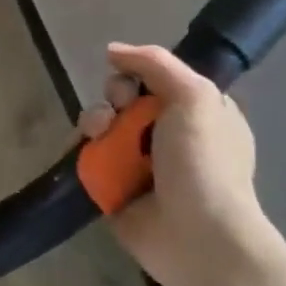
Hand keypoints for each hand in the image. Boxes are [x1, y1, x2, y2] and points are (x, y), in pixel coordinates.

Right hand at [77, 44, 267, 285]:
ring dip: (95, 122)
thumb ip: (155, 63)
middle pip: (124, 99)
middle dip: (113, 98)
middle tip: (119, 112)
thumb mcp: (195, 96)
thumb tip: (112, 50)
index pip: (157, 80)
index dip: (138, 75)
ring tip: (99, 136)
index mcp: (198, 113)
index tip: (134, 85)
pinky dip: (82, 152)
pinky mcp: (114, 188)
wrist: (196, 234)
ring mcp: (140, 164)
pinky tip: (84, 151)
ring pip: (102, 126)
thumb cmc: (203, 161)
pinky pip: (89, 158)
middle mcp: (168, 136)